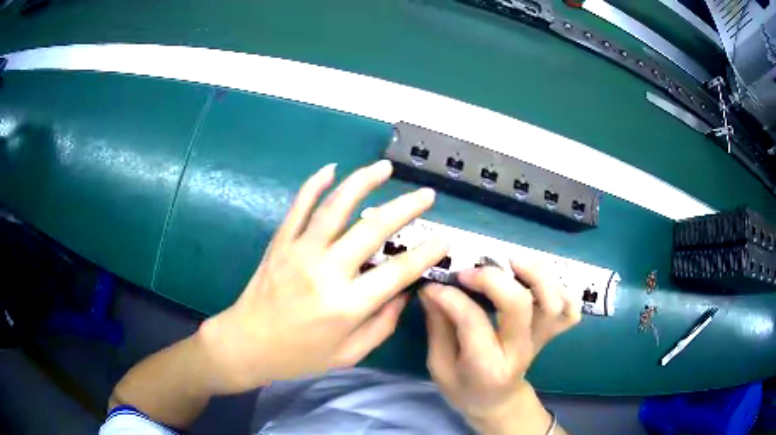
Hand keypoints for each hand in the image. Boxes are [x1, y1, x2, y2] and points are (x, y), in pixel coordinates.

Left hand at [198, 161, 447, 393]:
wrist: (247, 344)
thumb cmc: (300, 355)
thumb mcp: (349, 354)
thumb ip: (383, 324)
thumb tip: (405, 292)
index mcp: (346, 305)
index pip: (398, 272)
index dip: (426, 254)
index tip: (444, 239)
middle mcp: (326, 272)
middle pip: (373, 229)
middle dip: (406, 208)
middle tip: (426, 195)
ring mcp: (300, 252)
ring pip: (336, 207)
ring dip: (363, 182)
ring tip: (385, 168)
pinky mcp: (281, 242)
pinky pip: (299, 206)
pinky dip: (315, 184)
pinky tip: (331, 168)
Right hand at [421, 262, 579, 433]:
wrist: (498, 402)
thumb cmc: (464, 388)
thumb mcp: (440, 366)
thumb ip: (438, 326)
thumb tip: (432, 287)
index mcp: (486, 366)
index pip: (473, 322)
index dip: (452, 297)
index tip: (434, 286)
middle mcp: (519, 350)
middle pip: (519, 305)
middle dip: (493, 278)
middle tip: (469, 271)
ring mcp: (540, 340)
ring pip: (552, 301)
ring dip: (535, 274)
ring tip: (510, 262)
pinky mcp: (551, 333)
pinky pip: (570, 309)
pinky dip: (563, 289)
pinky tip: (539, 280)